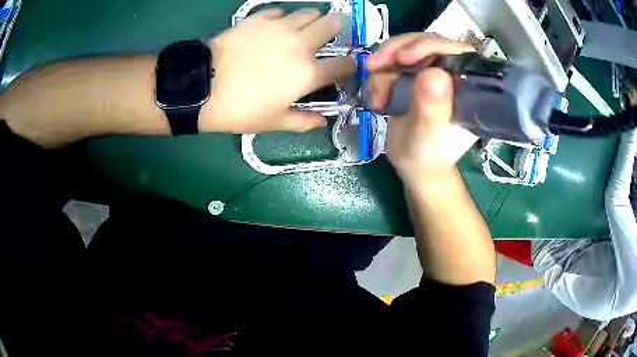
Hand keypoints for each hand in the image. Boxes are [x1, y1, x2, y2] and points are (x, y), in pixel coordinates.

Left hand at [202, 8, 354, 132]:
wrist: (201, 88)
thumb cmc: (239, 110)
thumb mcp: (273, 123)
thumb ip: (303, 121)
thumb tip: (322, 121)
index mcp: (308, 73)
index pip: (345, 64)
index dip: (350, 66)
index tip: (345, 68)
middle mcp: (301, 44)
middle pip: (333, 24)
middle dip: (337, 30)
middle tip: (327, 38)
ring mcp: (279, 28)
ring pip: (310, 12)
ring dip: (312, 20)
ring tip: (302, 30)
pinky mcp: (258, 19)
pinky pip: (280, 12)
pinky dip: (282, 19)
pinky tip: (274, 28)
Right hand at [366, 33, 477, 184]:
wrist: (414, 165)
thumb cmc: (427, 155)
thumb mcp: (428, 136)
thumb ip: (432, 107)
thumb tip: (434, 73)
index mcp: (468, 86)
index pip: (457, 51)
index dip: (431, 45)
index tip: (404, 57)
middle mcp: (453, 73)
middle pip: (428, 43)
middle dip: (399, 51)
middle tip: (375, 67)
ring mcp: (432, 72)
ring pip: (407, 49)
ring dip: (384, 67)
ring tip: (377, 95)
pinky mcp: (415, 75)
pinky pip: (394, 61)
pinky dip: (380, 75)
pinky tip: (377, 97)